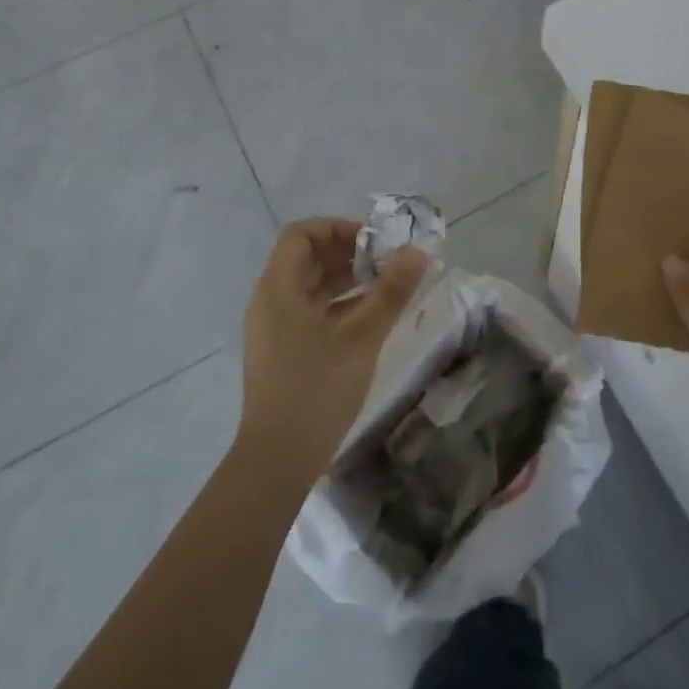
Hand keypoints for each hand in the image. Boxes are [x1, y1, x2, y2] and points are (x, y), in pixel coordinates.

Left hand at [236, 219, 428, 482]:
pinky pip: (309, 311)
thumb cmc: (317, 388)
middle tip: (387, 261)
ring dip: (346, 279)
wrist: (277, 460)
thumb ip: (391, 291)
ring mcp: (273, 329)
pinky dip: (338, 304)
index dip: (337, 228)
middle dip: (348, 253)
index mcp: (278, 288)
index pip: (301, 234)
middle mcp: (270, 301)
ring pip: (309, 286)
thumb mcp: (361, 336)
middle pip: (306, 258)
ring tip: (385, 285)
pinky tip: (369, 317)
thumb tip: (418, 251)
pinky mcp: (282, 352)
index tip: (373, 241)